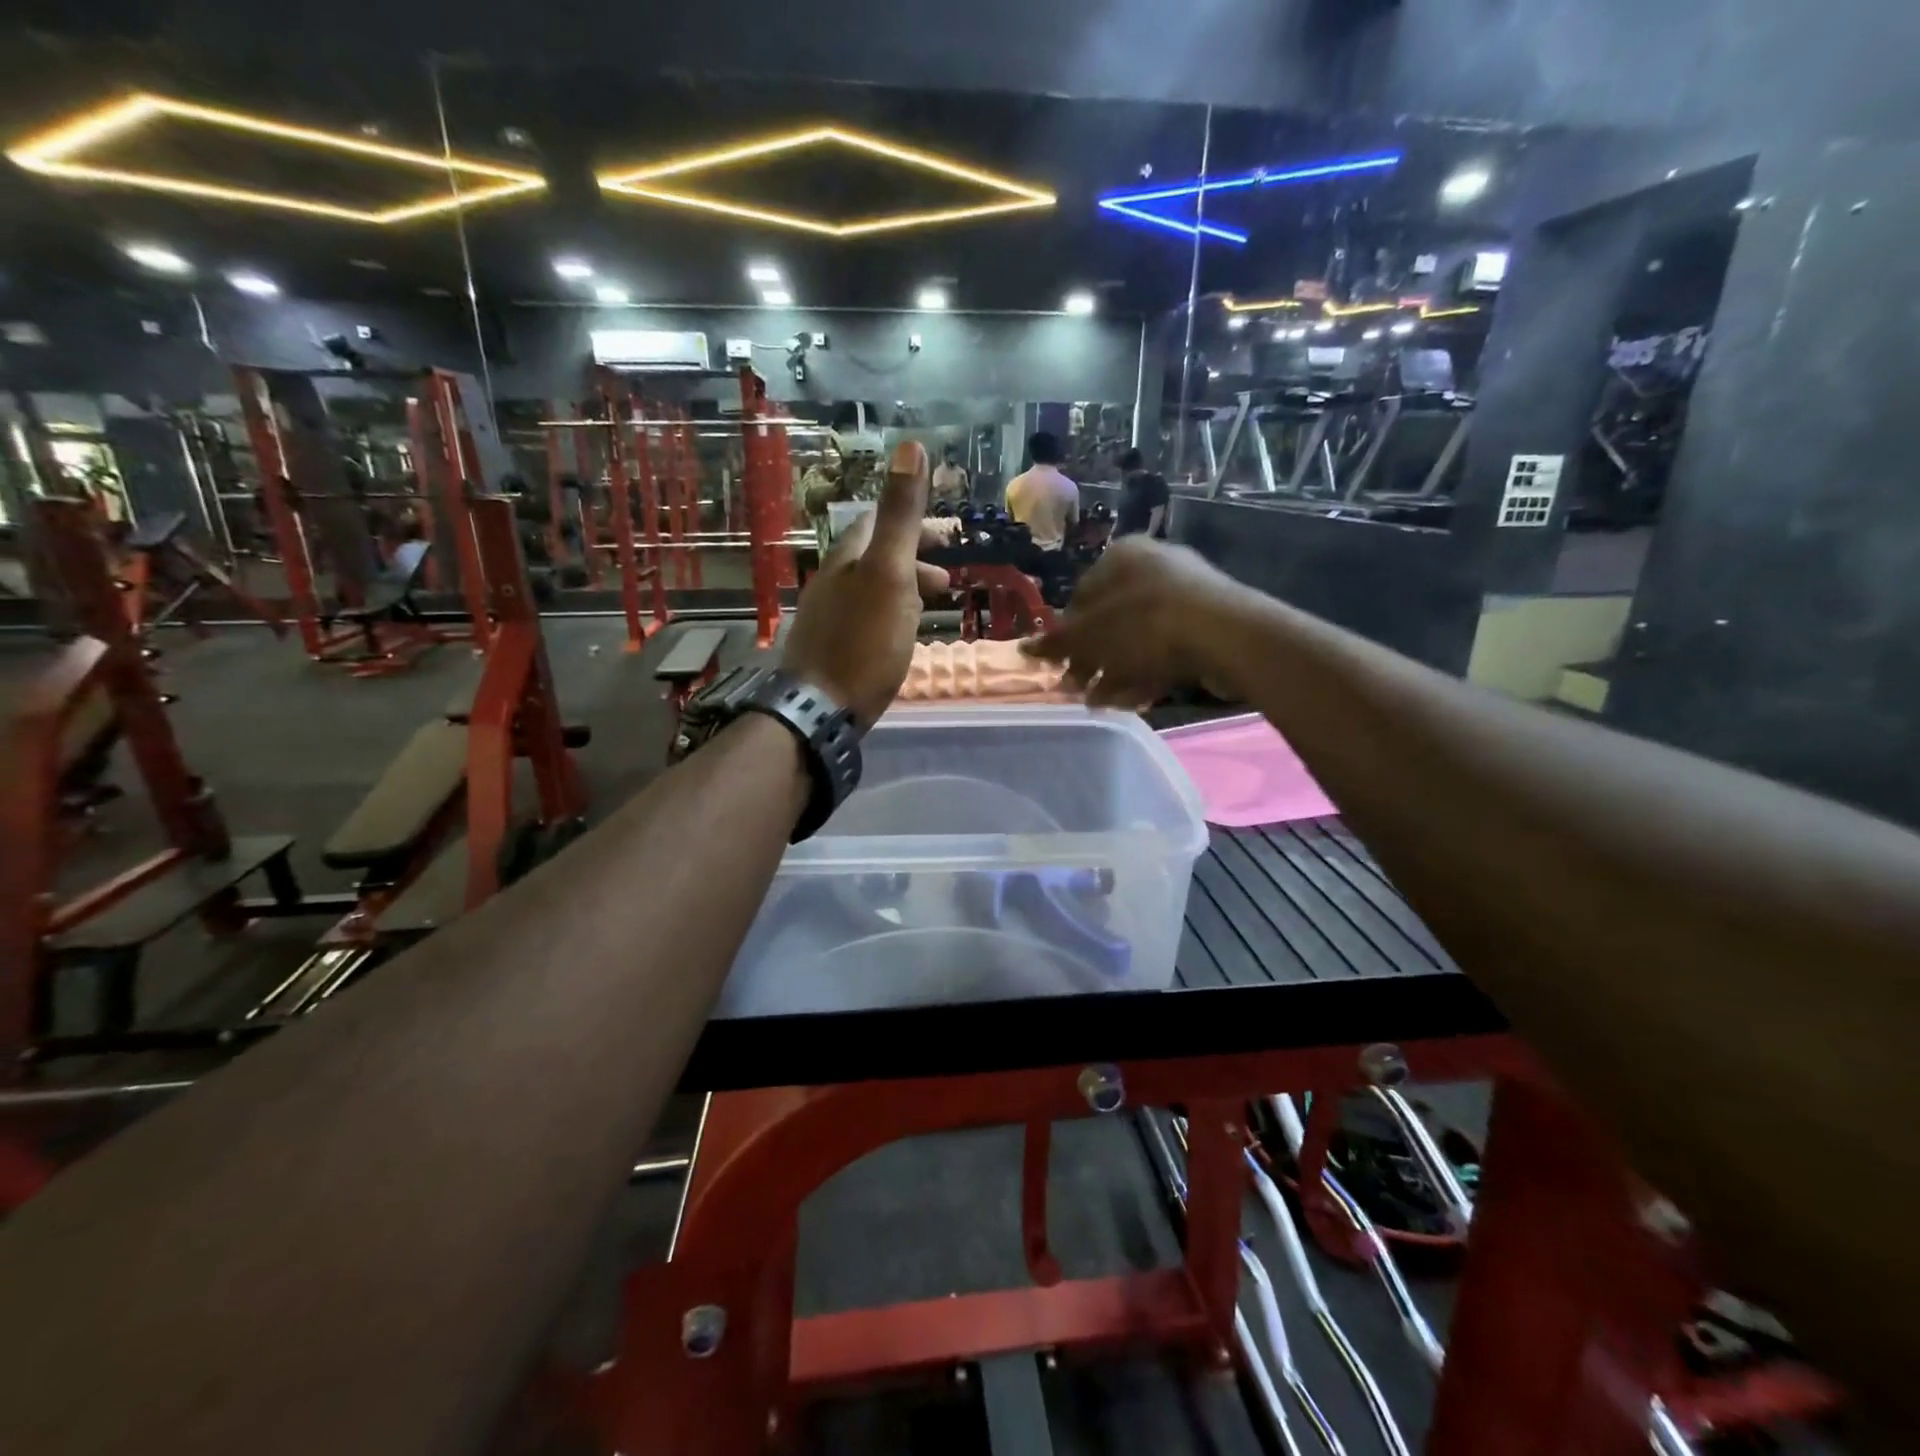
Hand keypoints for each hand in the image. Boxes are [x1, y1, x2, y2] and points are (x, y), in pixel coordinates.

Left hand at [782, 441, 930, 724]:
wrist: (820, 709)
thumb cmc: (863, 641)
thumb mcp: (889, 574)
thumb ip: (900, 515)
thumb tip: (909, 446)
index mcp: (847, 558)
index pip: (877, 522)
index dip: (913, 522)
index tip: (948, 535)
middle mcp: (832, 581)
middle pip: (875, 557)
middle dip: (914, 559)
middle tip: (949, 578)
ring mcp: (828, 616)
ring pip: (872, 589)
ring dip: (905, 589)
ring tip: (933, 607)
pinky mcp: (830, 649)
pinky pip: (866, 618)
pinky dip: (891, 615)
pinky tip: (901, 637)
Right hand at [1021, 537, 1250, 707]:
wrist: (1224, 634)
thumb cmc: (1143, 625)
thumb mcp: (1090, 636)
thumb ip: (1056, 644)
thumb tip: (1024, 648)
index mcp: (1121, 556)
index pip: (1081, 597)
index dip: (1067, 637)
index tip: (1061, 668)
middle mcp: (1152, 567)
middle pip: (1110, 621)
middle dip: (1092, 660)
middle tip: (1079, 690)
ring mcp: (1184, 595)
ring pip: (1137, 639)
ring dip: (1115, 673)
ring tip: (1102, 703)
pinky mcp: (1206, 625)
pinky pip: (1166, 648)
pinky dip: (1147, 672)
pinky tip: (1135, 699)